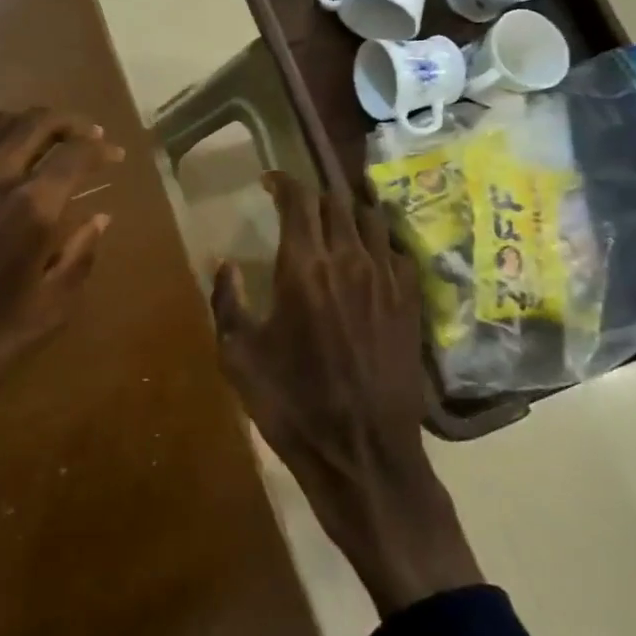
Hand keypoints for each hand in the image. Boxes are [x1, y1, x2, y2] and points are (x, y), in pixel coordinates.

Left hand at [0, 108, 121, 493]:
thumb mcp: (46, 314)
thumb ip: (78, 258)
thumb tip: (99, 218)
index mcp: (28, 210)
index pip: (74, 154)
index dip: (100, 149)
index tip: (112, 154)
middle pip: (34, 122)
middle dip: (68, 123)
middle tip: (85, 135)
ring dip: (27, 126)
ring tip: (43, 142)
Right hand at [212, 173, 481, 615]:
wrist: (362, 453)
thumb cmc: (292, 404)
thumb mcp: (239, 356)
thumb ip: (226, 301)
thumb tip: (224, 263)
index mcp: (304, 267)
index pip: (299, 200)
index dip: (283, 182)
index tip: (269, 182)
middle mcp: (349, 260)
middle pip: (336, 202)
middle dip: (313, 195)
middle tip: (296, 205)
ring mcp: (386, 280)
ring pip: (371, 219)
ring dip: (348, 212)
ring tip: (333, 223)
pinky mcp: (411, 303)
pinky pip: (396, 251)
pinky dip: (378, 242)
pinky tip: (368, 257)